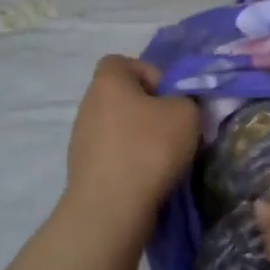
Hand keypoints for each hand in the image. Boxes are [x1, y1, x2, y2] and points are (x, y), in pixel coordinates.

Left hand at [62, 57, 199, 238]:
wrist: (111, 207)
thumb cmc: (149, 149)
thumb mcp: (186, 114)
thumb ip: (187, 100)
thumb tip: (178, 106)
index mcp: (108, 81)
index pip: (125, 62)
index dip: (152, 74)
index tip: (172, 98)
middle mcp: (88, 104)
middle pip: (124, 97)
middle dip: (151, 110)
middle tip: (175, 130)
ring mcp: (82, 137)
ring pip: (119, 127)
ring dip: (141, 138)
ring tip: (164, 159)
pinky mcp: (84, 168)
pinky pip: (114, 154)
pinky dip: (131, 161)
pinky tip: (147, 178)